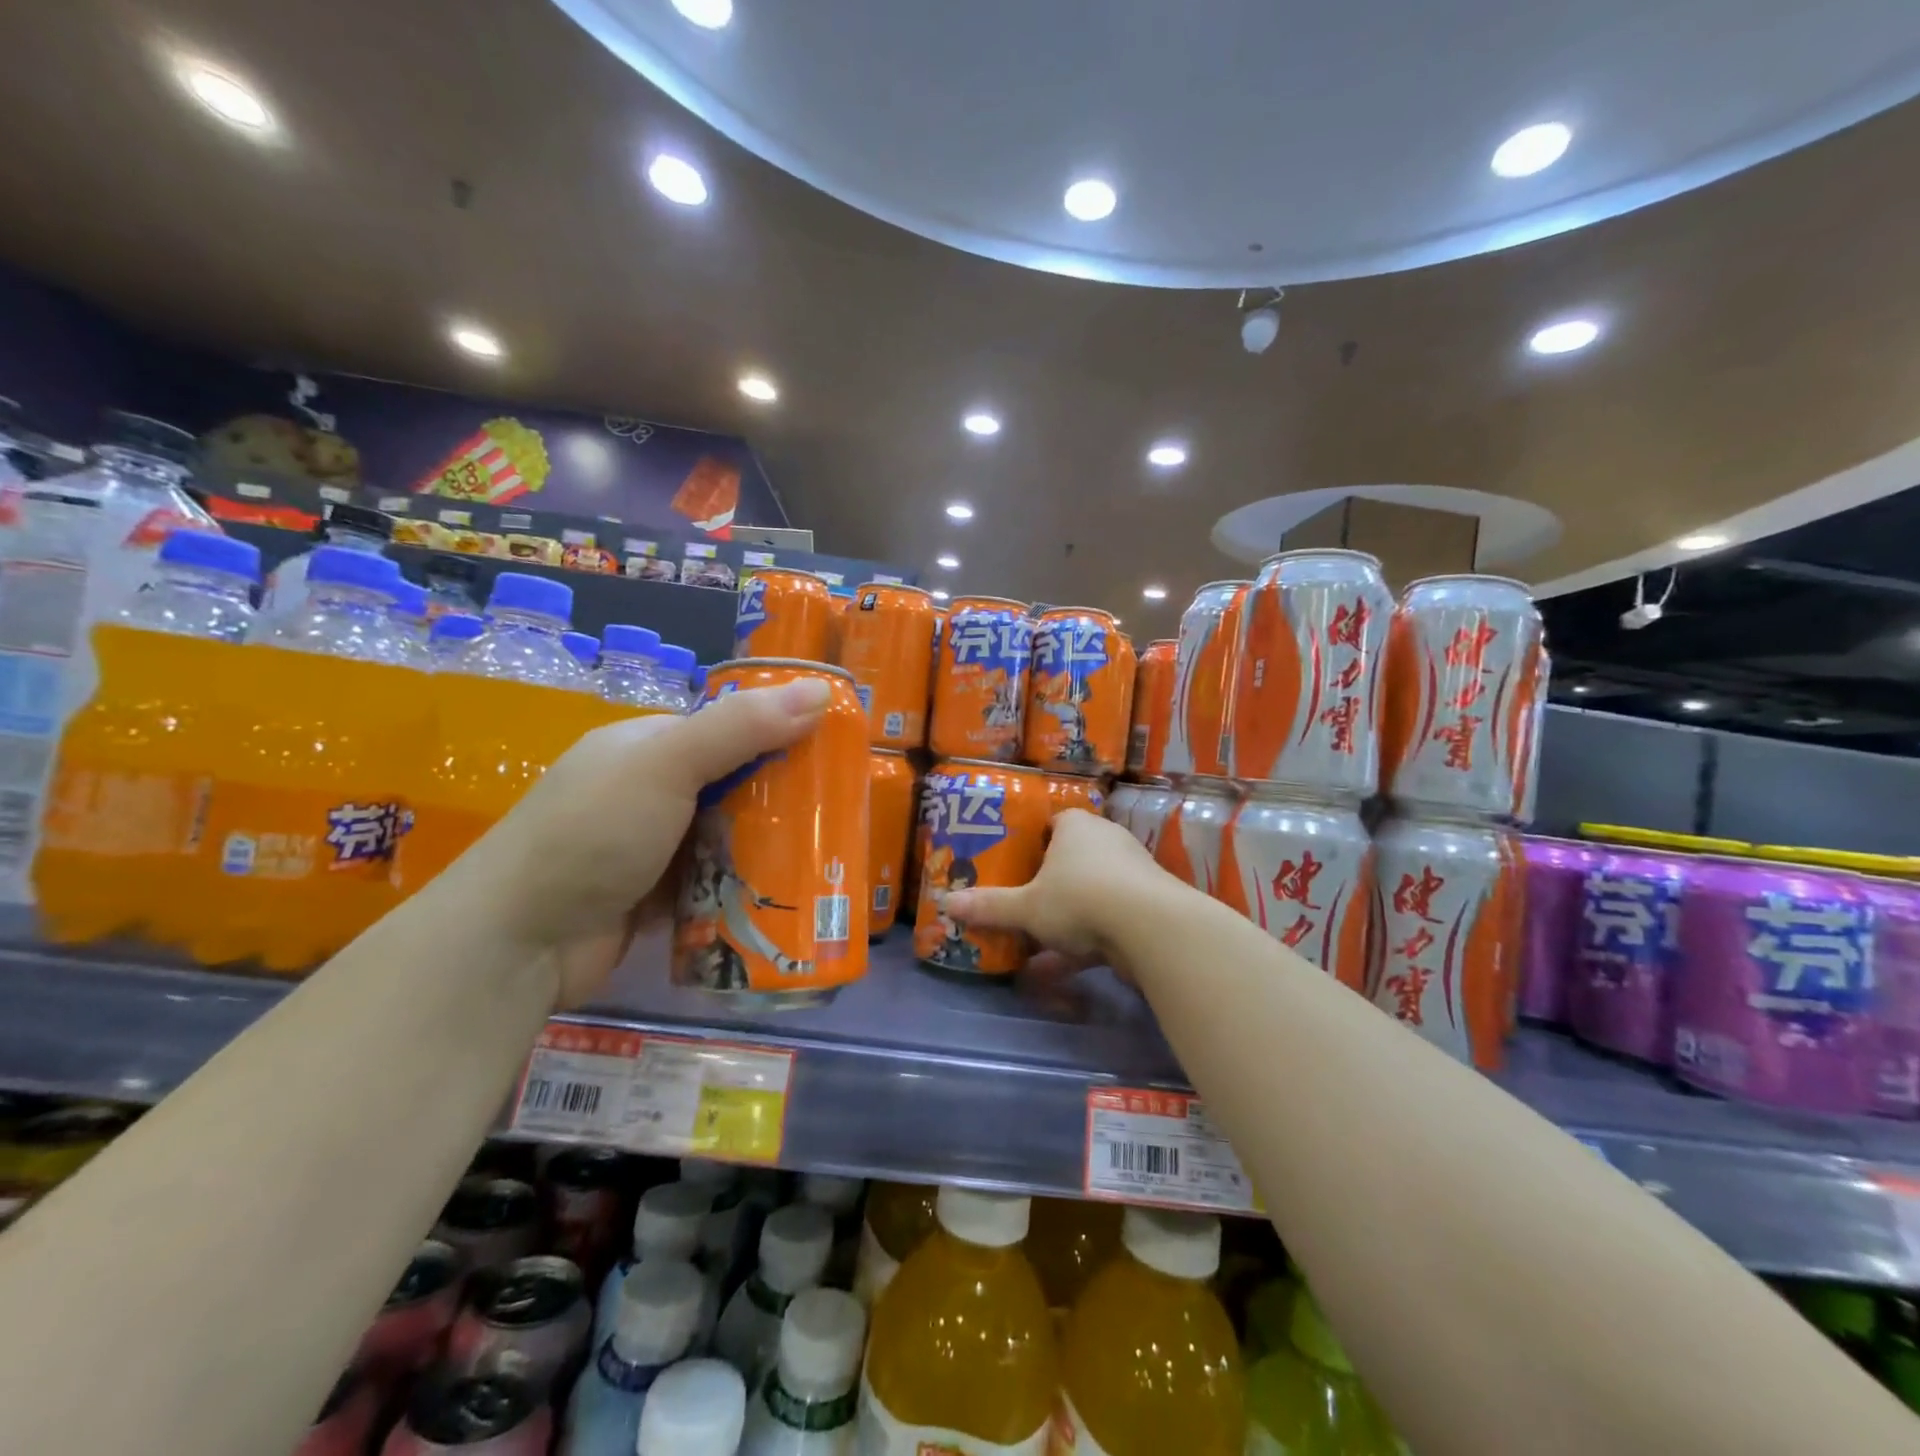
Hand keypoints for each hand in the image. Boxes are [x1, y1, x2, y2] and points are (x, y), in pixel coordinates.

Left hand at [459, 677, 831, 1006]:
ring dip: (765, 848)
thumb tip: (820, 691)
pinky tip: (785, 895)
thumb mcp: (667, 766)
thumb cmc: (591, 835)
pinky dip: (742, 886)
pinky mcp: (655, 895)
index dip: (778, 738)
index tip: (831, 759)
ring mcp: (650, 846)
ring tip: (825, 860)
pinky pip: (714, 881)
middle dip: (779, 801)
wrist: (516, 942)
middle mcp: (648, 790)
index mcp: (647, 746)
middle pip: (733, 785)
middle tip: (836, 818)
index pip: (728, 730)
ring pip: (727, 836)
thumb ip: (741, 728)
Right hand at [943, 808, 1170, 974]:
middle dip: (1048, 883)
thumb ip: (990, 906)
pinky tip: (1057, 970)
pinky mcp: (1146, 906)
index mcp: (1076, 826)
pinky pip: (1108, 920)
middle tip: (1022, 902)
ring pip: (1090, 893)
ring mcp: (1131, 873)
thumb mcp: (1026, 907)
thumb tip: (946, 903)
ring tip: (1034, 945)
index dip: (1032, 842)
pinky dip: (1085, 943)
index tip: (1014, 863)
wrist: (1151, 927)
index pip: (1052, 824)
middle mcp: (1106, 840)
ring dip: (1065, 919)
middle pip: (1071, 859)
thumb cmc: (1079, 898)